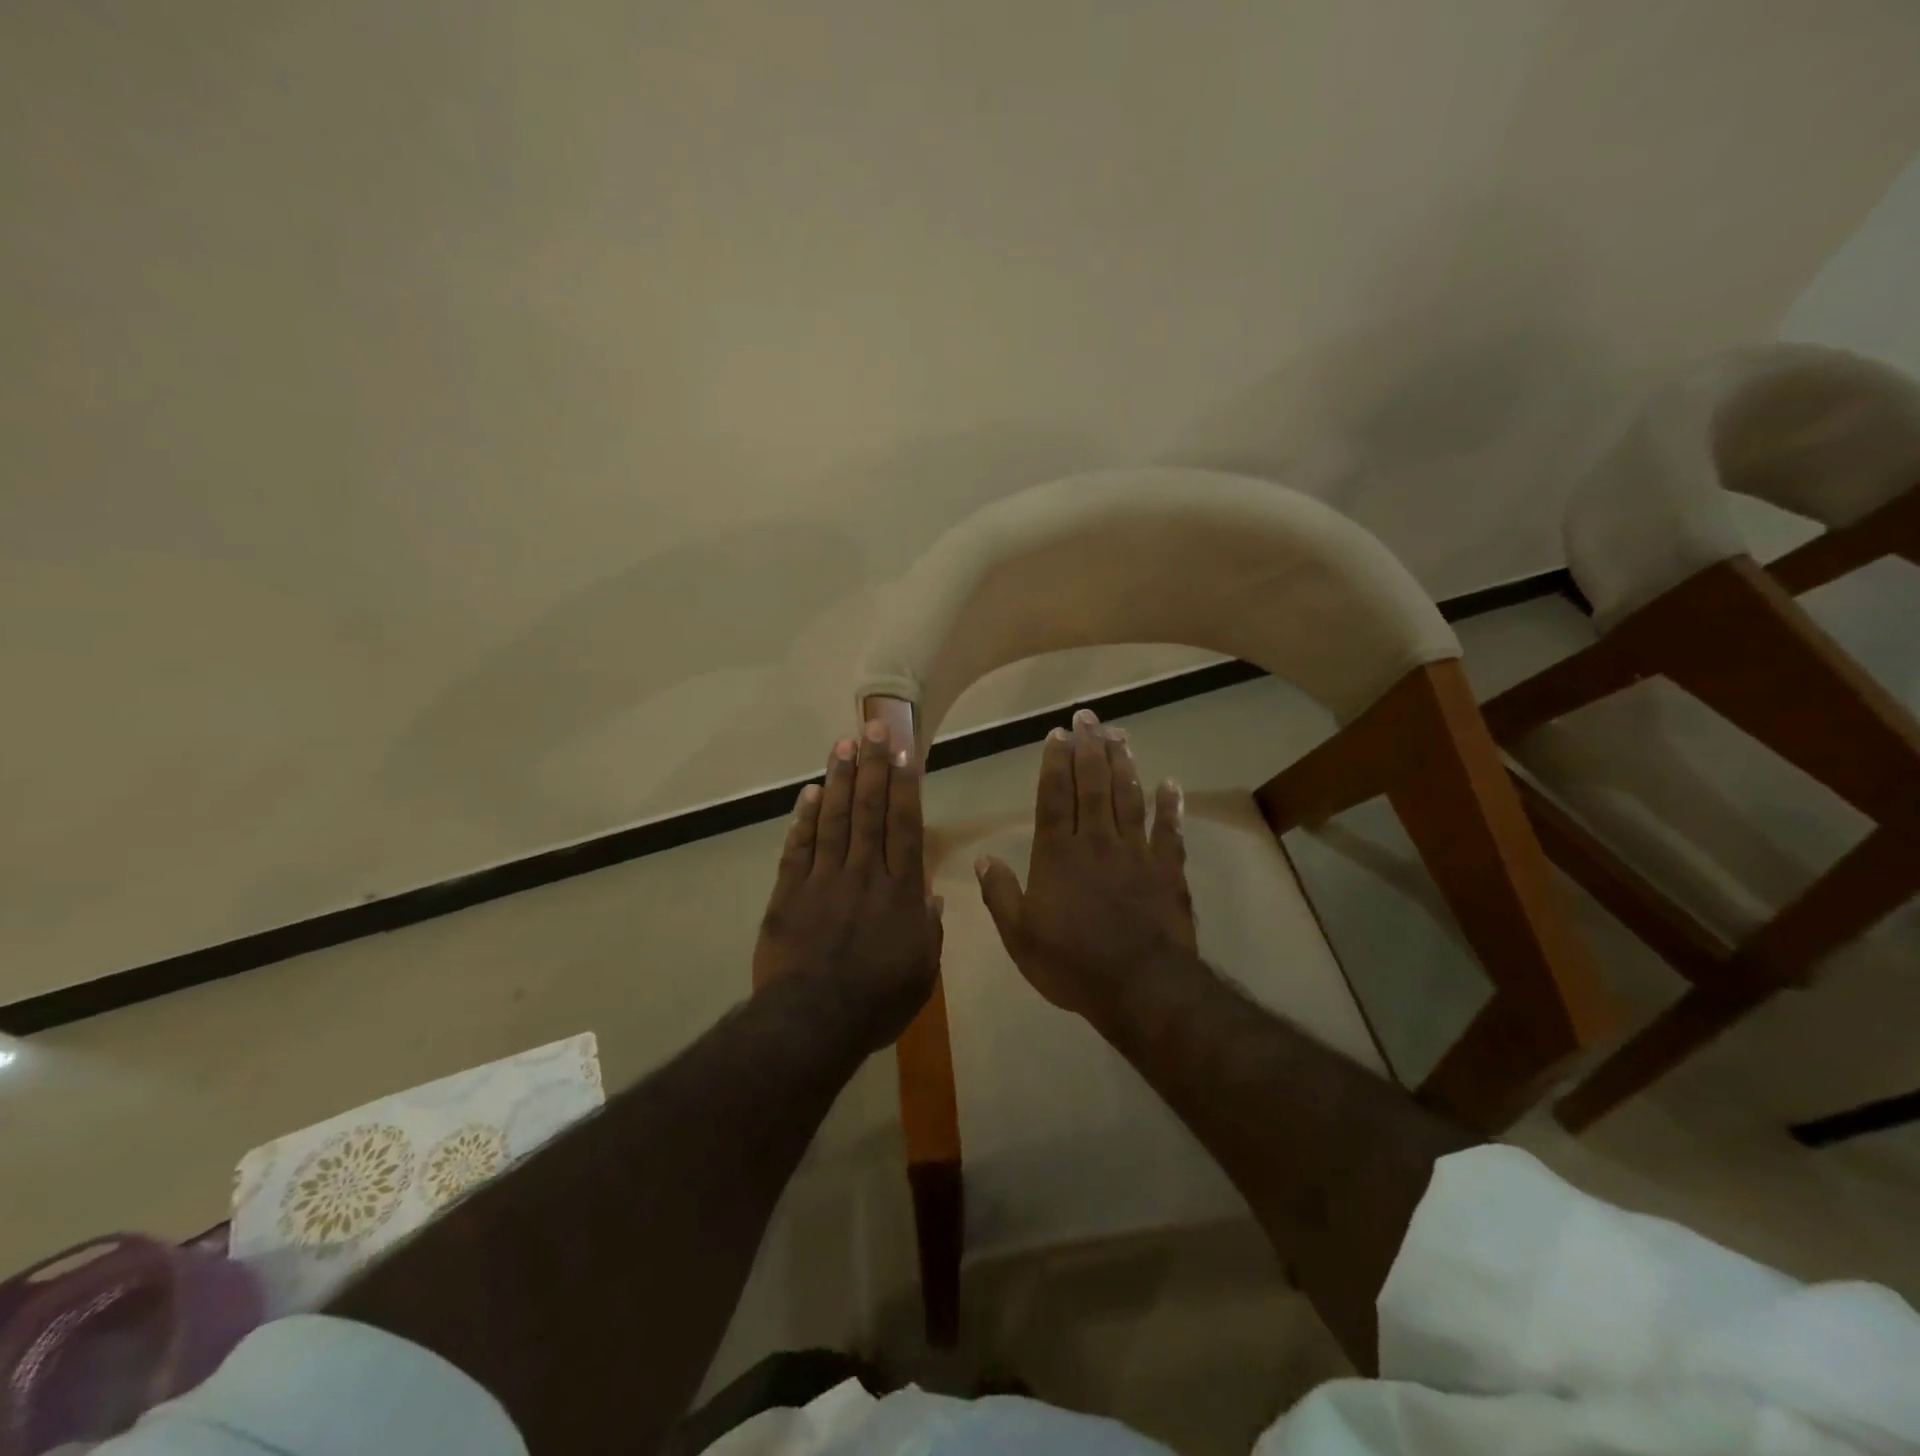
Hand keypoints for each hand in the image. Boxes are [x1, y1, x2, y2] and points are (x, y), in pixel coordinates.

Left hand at [753, 721, 942, 1048]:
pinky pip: (798, 847)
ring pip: (835, 819)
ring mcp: (823, 880)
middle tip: (872, 726)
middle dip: (872, 765)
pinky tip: (811, 792)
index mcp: (900, 892)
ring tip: (843, 744)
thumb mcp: (921, 973)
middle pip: (870, 811)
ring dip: (840, 780)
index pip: (904, 826)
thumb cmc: (876, 1002)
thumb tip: (932, 898)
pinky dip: (804, 818)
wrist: (812, 1022)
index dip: (905, 786)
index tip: (903, 752)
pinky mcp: (789, 893)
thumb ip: (928, 931)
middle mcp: (864, 874)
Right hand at [975, 708, 1194, 1017]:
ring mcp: (1136, 853)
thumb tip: (983, 857)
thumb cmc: (1072, 964)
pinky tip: (1171, 784)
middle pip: (1093, 786)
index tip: (1057, 735)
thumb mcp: (1020, 936)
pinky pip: (1169, 832)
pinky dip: (1171, 807)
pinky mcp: (1167, 870)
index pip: (1055, 798)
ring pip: (1128, 798)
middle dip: (1088, 748)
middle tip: (1088, 717)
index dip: (1055, 764)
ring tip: (1119, 735)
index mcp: (1058, 855)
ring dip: (1123, 764)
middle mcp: (1096, 842)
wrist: (1140, 987)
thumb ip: (1000, 894)